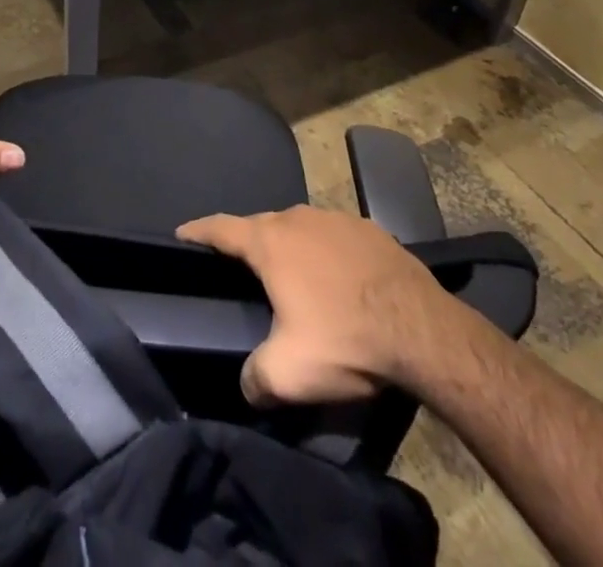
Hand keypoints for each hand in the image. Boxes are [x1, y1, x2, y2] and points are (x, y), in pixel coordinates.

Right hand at [176, 205, 463, 406]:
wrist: (422, 330)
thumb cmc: (344, 340)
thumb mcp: (288, 374)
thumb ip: (254, 378)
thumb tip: (247, 384)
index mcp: (270, 241)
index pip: (220, 228)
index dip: (197, 231)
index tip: (181, 234)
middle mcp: (297, 217)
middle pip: (261, 226)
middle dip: (248, 244)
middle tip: (243, 271)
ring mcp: (336, 218)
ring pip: (300, 229)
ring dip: (291, 248)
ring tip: (294, 278)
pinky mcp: (370, 228)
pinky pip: (335, 237)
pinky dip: (328, 253)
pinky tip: (340, 280)